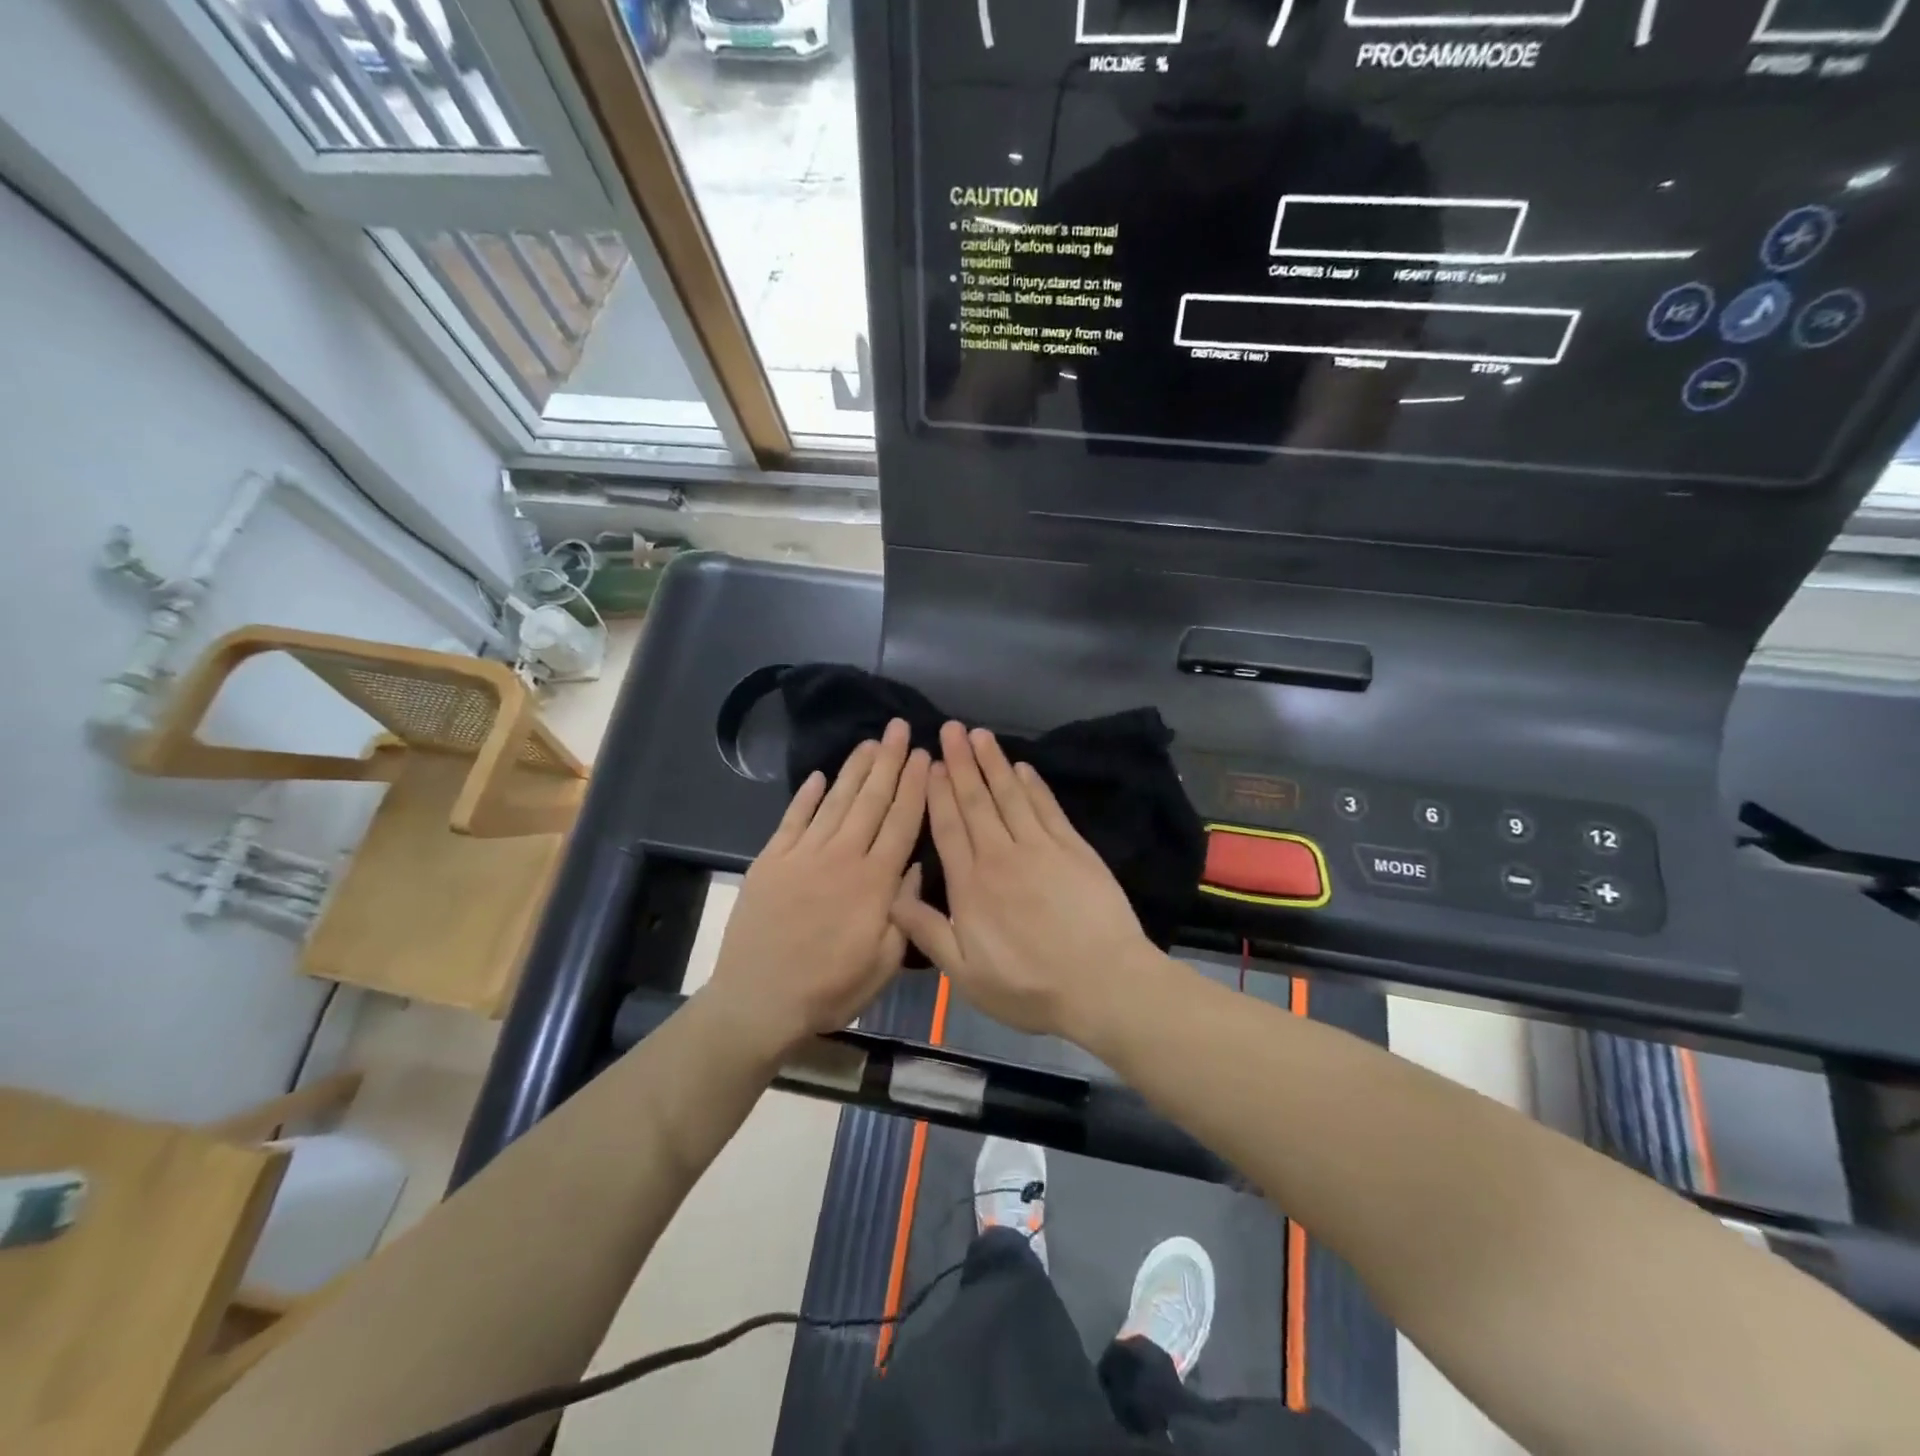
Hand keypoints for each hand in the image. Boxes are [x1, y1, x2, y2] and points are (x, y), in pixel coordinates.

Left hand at [707, 719, 929, 1056]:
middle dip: (889, 761)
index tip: (925, 756)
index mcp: (874, 882)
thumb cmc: (830, 989)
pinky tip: (818, 775)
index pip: (901, 822)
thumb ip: (903, 911)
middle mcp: (842, 856)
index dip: (915, 786)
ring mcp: (803, 854)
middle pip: (871, 800)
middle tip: (900, 728)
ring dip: (855, 769)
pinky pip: (793, 818)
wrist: (758, 1001)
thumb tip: (913, 866)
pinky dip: (806, 795)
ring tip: (871, 741)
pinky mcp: (771, 859)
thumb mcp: (883, 962)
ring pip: (835, 801)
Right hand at [890, 723, 1157, 1038]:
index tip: (931, 764)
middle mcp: (1001, 856)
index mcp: (970, 885)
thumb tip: (893, 894)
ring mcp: (1040, 847)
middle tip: (951, 728)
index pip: (948, 827)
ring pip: (1010, 795)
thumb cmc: (1029, 987)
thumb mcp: (964, 974)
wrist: (1102, 984)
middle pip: (976, 801)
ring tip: (980, 734)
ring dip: (993, 763)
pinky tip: (1022, 767)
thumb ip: (927, 932)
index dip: (938, 792)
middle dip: (961, 763)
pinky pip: (1047, 807)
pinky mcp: (1073, 848)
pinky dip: (1033, 785)